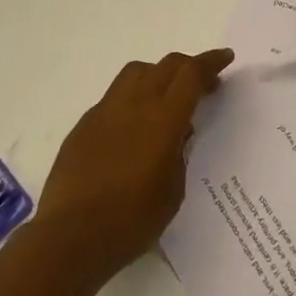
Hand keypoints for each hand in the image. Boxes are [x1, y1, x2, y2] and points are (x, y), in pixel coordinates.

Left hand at [36, 48, 233, 279]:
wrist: (70, 237)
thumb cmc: (131, 221)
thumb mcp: (173, 192)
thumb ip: (179, 154)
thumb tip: (178, 134)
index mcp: (163, 119)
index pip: (191, 75)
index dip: (211, 63)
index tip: (225, 58)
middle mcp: (134, 105)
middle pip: (166, 65)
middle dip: (189, 66)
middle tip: (204, 82)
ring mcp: (104, 111)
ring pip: (136, 72)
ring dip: (158, 74)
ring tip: (166, 97)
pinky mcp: (84, 125)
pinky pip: (114, 97)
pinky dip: (132, 99)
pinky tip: (133, 127)